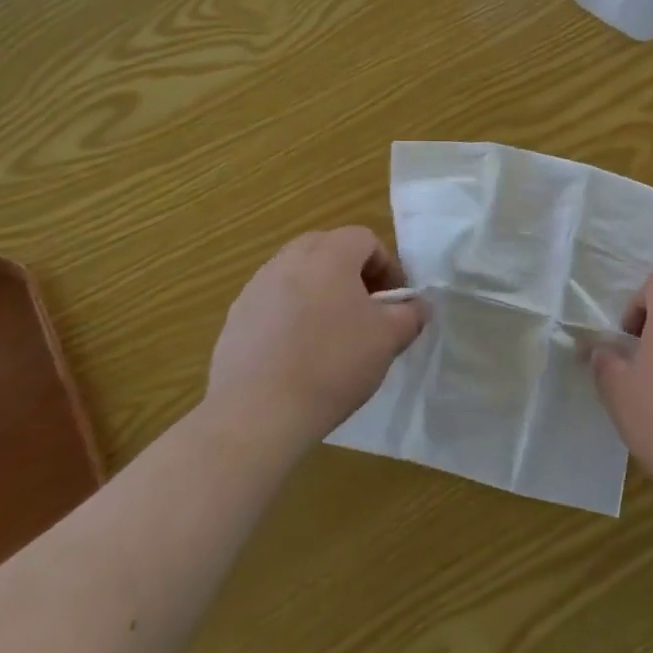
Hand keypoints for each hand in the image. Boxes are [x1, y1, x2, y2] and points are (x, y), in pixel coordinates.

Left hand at [204, 227, 426, 451]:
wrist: (256, 413)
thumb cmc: (332, 365)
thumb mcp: (388, 340)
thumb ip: (410, 315)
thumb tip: (417, 306)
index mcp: (329, 254)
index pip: (365, 239)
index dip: (387, 267)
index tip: (394, 302)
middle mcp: (289, 259)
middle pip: (328, 249)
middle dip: (351, 274)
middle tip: (365, 310)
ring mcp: (256, 287)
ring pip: (298, 275)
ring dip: (319, 292)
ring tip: (330, 334)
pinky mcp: (235, 317)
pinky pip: (273, 302)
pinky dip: (290, 316)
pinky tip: (297, 355)